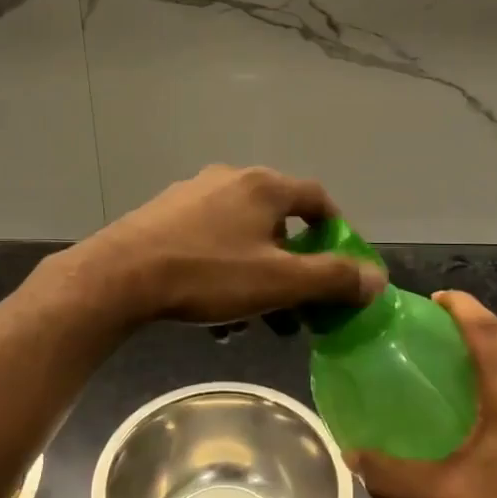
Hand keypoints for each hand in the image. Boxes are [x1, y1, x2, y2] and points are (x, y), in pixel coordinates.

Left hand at [70, 165, 385, 324]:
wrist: (120, 276)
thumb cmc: (208, 274)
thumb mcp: (279, 282)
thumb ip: (332, 278)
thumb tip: (376, 278)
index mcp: (263, 186)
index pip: (317, 198)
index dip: (338, 231)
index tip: (342, 265)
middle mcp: (230, 179)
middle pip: (279, 220)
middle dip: (294, 264)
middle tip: (298, 303)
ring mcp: (192, 195)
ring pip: (242, 235)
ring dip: (258, 273)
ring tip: (256, 318)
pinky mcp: (163, 216)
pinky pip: (209, 242)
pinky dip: (224, 270)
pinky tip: (215, 310)